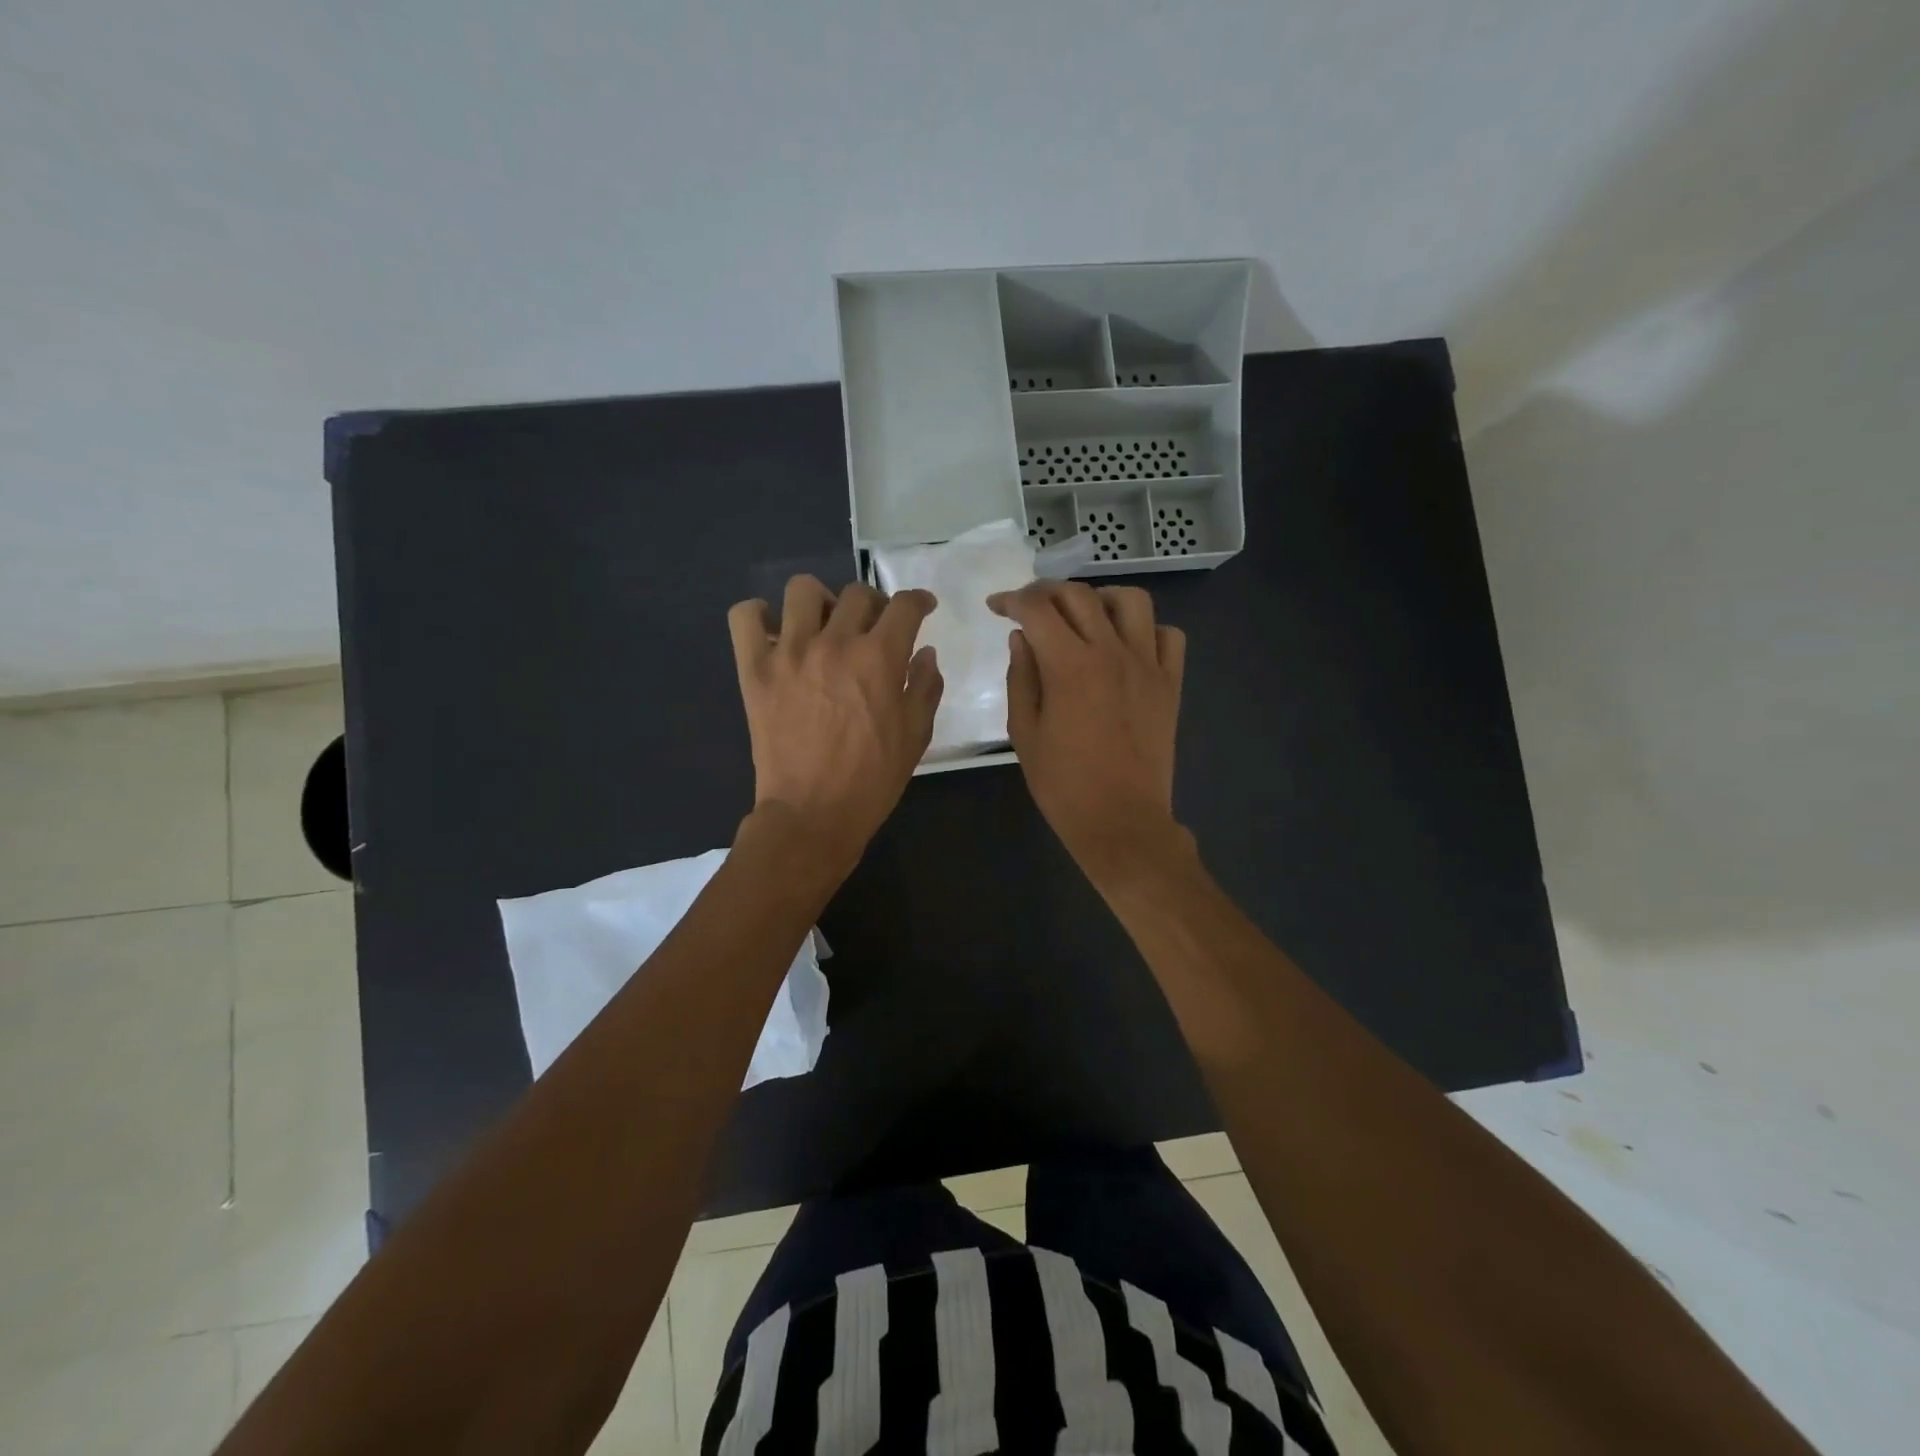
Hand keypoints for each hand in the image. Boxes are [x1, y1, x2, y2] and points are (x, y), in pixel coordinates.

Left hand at [728, 576, 942, 875]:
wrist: (812, 813)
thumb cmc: (872, 779)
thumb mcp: (916, 735)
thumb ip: (925, 686)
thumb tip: (924, 653)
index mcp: (879, 658)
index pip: (905, 606)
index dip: (919, 601)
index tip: (922, 608)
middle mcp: (834, 643)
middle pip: (857, 593)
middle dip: (875, 605)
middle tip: (874, 629)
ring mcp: (789, 653)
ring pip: (802, 590)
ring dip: (820, 601)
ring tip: (823, 626)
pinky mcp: (754, 669)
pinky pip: (745, 616)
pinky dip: (758, 616)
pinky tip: (775, 634)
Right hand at [988, 581, 1187, 884]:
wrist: (1120, 821)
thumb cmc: (1063, 784)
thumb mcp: (1025, 732)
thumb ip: (1021, 677)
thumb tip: (1021, 638)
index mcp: (1069, 666)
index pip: (1037, 609)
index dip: (1012, 600)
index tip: (997, 606)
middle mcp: (1112, 653)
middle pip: (1079, 596)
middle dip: (1047, 592)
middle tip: (1030, 608)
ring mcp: (1147, 665)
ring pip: (1131, 601)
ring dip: (1100, 598)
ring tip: (1083, 616)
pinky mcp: (1170, 684)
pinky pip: (1168, 636)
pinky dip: (1145, 629)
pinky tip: (1126, 645)